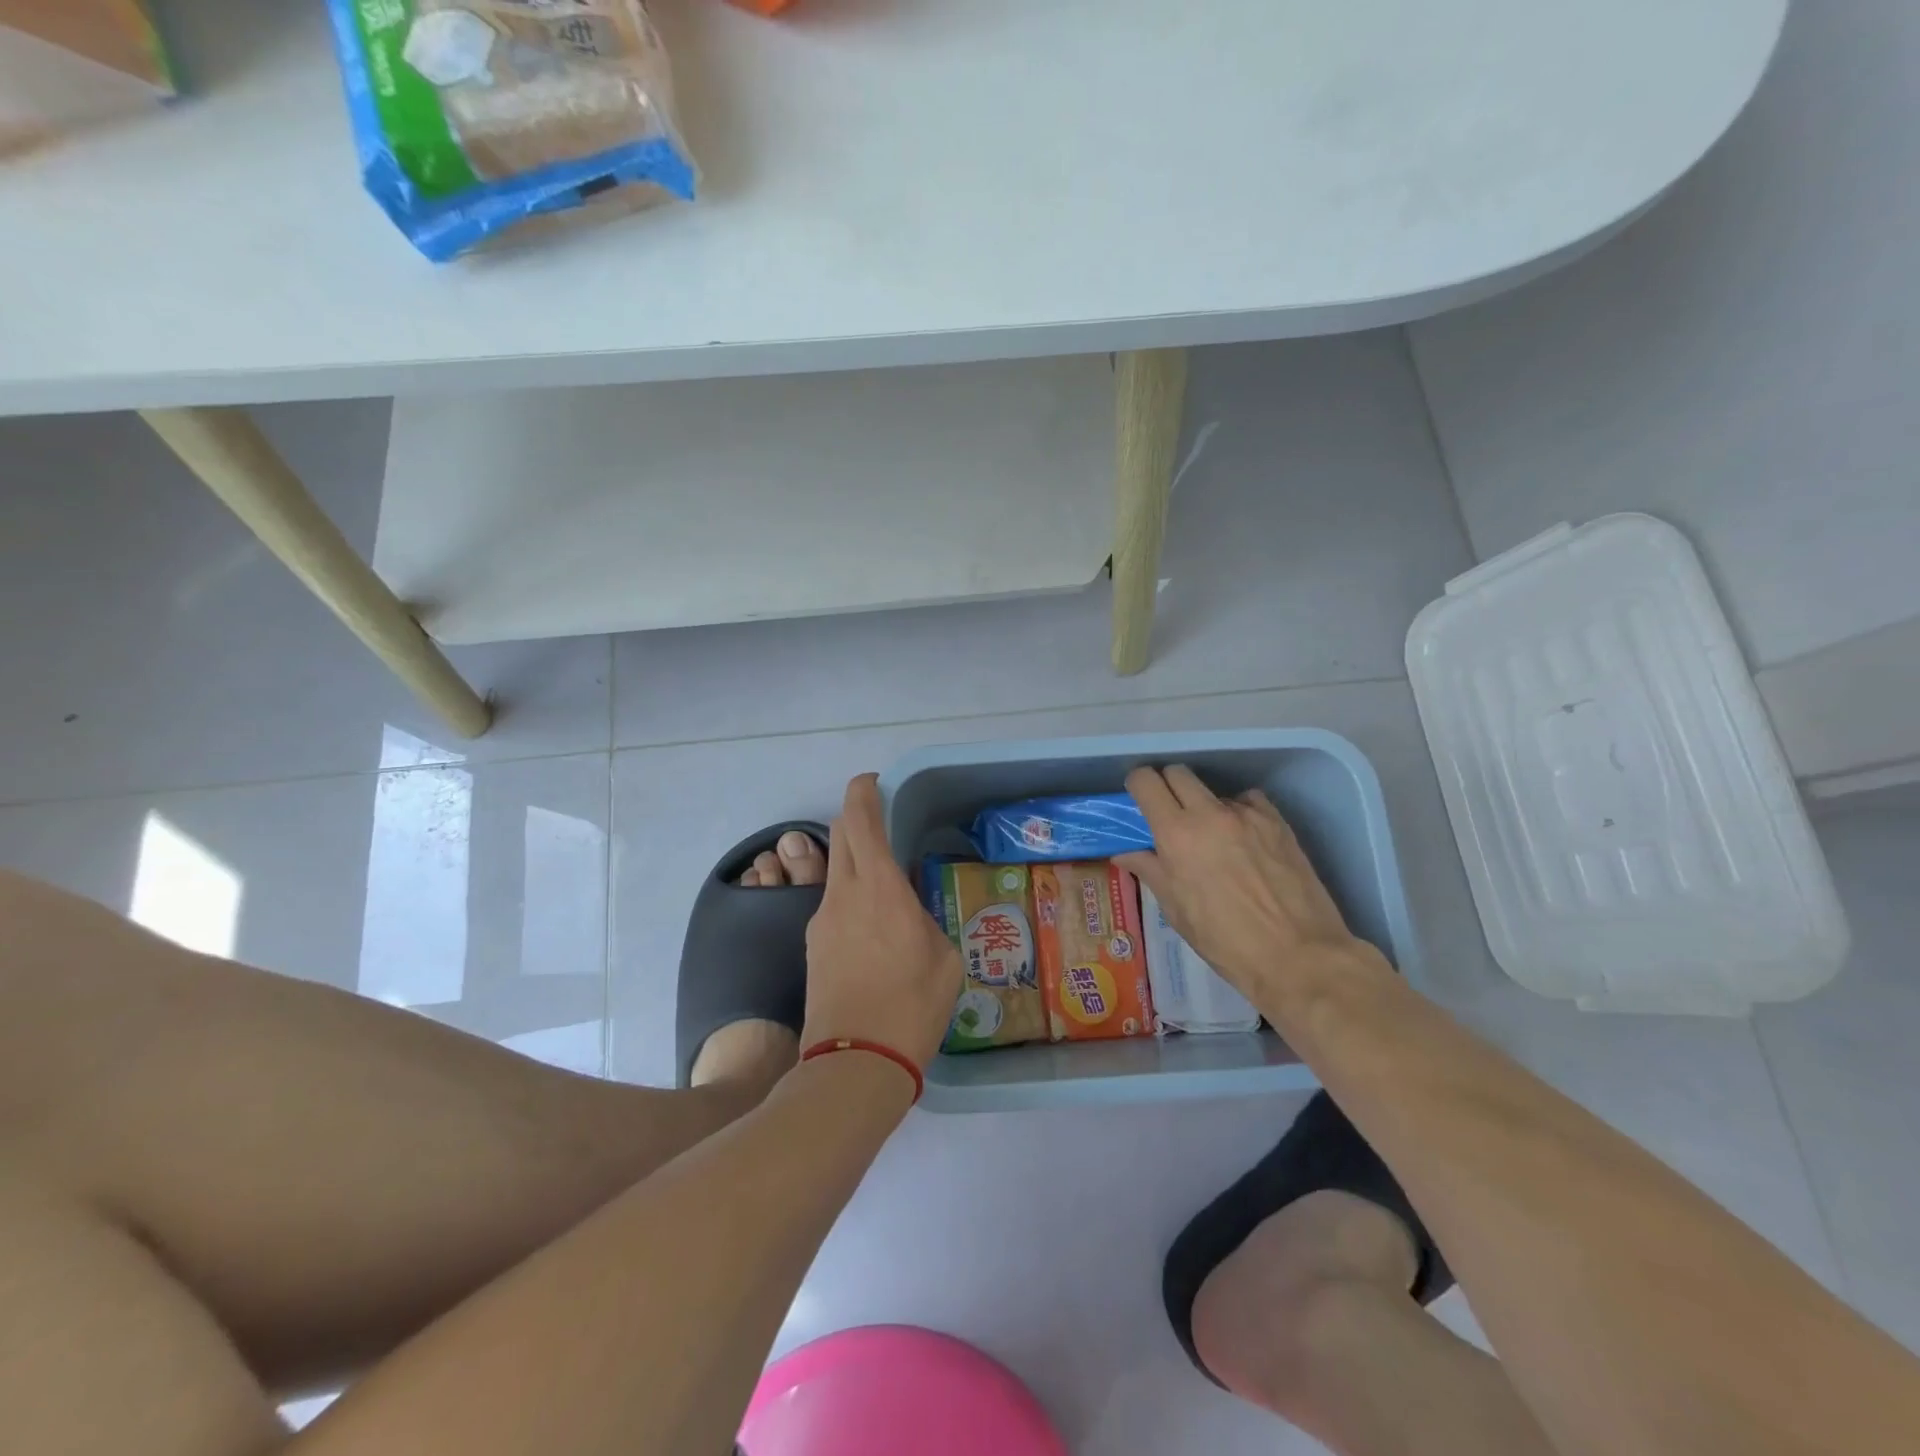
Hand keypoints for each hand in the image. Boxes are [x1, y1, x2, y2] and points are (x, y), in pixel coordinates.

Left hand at [802, 774, 964, 1073]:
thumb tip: (911, 911)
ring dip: (856, 866)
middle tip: (886, 832)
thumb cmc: (911, 1007)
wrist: (854, 1064)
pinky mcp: (813, 947)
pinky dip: (851, 902)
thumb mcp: (944, 958)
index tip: (873, 783)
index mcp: (880, 889)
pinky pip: (833, 906)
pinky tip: (873, 936)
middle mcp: (844, 894)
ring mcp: (822, 920)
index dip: (863, 791)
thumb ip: (926, 920)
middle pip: (840, 836)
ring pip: (835, 872)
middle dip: (857, 821)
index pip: (860, 820)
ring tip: (888, 898)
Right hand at [1115, 765, 1385, 1012]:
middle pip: (1178, 773)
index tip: (1139, 799)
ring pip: (1215, 791)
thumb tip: (1125, 853)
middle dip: (1168, 786)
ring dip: (1206, 806)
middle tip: (1170, 814)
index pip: (1146, 781)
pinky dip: (1240, 813)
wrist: (1298, 955)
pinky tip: (1246, 841)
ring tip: (1214, 840)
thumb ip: (1150, 871)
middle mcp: (1210, 813)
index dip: (1138, 785)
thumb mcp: (1177, 910)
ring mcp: (1248, 814)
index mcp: (1177, 834)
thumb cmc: (1225, 941)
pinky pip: (1249, 802)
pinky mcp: (1278, 821)